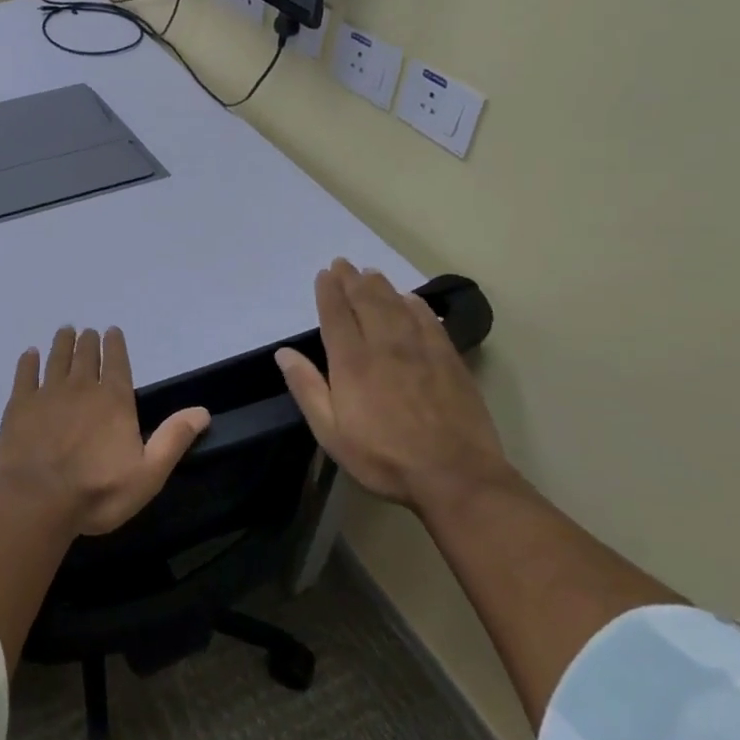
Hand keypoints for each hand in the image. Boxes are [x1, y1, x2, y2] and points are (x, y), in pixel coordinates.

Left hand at [0, 326, 210, 536]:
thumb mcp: (148, 474)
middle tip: (87, 332)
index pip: (117, 362)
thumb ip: (173, 439)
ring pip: (57, 359)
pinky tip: (29, 354)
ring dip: (62, 343)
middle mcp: (81, 387)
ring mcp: (47, 393)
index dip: (115, 345)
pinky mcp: (19, 405)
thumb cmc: (98, 491)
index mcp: (114, 400)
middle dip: (88, 342)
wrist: (37, 499)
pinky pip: (25, 374)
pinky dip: (28, 362)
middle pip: (85, 356)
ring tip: (65, 331)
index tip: (111, 331)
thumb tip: (202, 411)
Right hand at [275, 260, 511, 510]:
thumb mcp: (331, 432)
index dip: (329, 292)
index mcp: (352, 363)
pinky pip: (429, 322)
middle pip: (367, 303)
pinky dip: (417, 306)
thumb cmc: (383, 457)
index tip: (324, 274)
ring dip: (381, 286)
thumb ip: (307, 388)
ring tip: (370, 273)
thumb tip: (284, 353)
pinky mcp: (449, 361)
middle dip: (352, 280)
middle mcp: (385, 346)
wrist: (455, 476)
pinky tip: (411, 299)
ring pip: (397, 306)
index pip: (337, 316)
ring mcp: (421, 351)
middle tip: (344, 263)